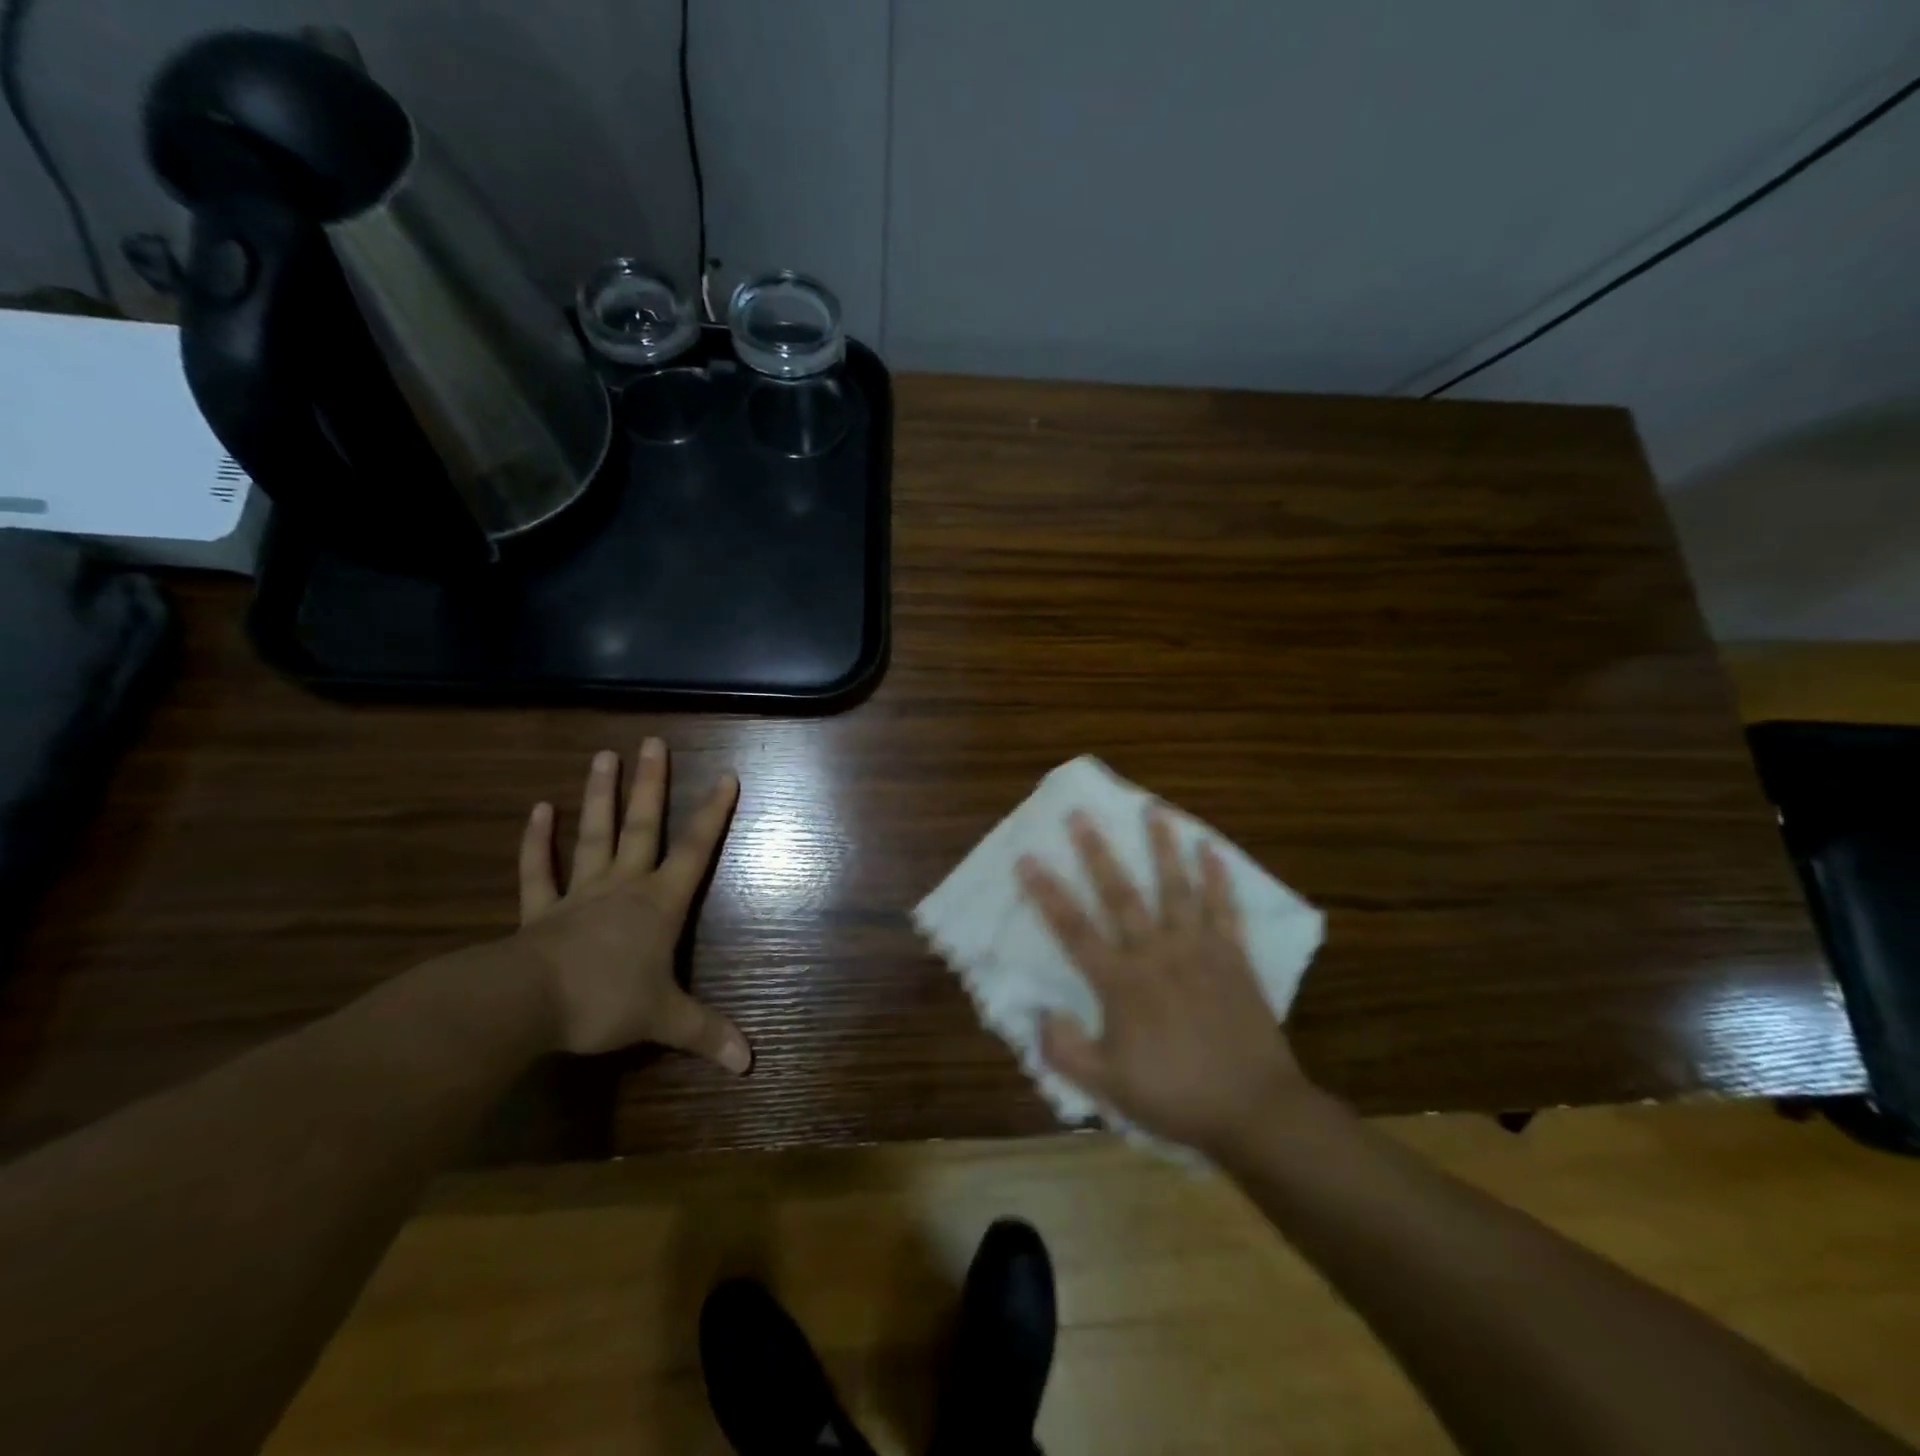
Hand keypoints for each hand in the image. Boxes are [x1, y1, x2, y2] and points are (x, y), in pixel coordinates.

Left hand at [516, 740, 750, 1069]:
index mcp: (658, 903)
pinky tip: (539, 809)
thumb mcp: (664, 1020)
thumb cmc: (605, 1001)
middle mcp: (623, 886)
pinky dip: (538, 841)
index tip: (727, 776)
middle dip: (651, 784)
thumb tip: (750, 1063)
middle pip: (643, 827)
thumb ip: (706, 1034)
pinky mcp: (540, 911)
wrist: (525, 1005)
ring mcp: (579, 893)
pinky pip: (538, 870)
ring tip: (604, 755)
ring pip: (595, 836)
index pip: (694, 851)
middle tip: (652, 742)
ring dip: (600, 797)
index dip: (713, 814)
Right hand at [1019, 807, 1314, 1155]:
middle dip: (1096, 853)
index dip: (1048, 894)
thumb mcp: (1108, 1087)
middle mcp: (1157, 954)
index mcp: (1122, 983)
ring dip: (1163, 848)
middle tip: (1080, 815)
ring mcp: (1199, 950)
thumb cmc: (1176, 1096)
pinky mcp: (1234, 957)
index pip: (1074, 930)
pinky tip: (1211, 850)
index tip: (1028, 858)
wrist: (1254, 1110)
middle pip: (1121, 895)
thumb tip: (1039, 1013)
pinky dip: (1218, 878)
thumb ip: (1065, 1051)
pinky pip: (1225, 909)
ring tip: (1154, 811)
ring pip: (1177, 888)